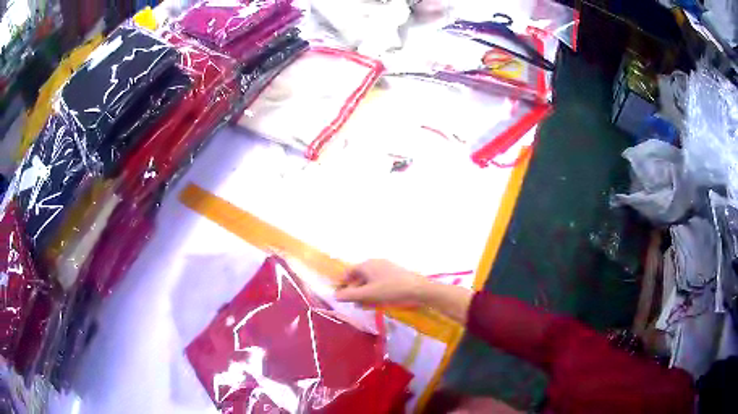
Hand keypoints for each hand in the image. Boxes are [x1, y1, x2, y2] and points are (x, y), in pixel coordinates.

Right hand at [335, 259, 427, 306]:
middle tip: (355, 305)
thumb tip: (334, 295)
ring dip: (365, 293)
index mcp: (366, 264)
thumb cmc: (390, 290)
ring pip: (370, 281)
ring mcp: (386, 267)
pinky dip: (375, 291)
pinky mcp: (395, 274)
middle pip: (359, 277)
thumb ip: (349, 295)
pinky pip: (379, 282)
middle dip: (355, 291)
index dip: (343, 285)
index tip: (342, 297)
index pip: (348, 273)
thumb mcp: (368, 294)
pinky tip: (378, 301)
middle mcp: (375, 263)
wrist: (418, 289)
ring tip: (366, 306)